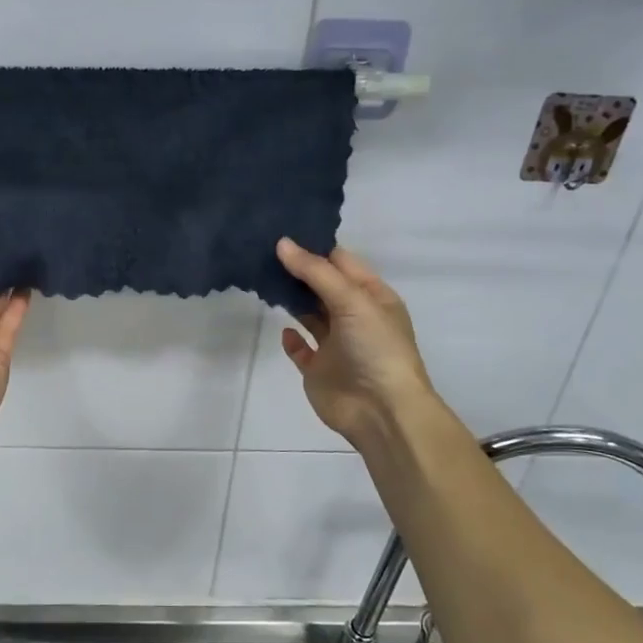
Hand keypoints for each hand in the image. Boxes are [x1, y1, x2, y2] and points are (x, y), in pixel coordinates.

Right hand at [275, 238, 440, 451]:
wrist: (381, 411)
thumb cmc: (375, 348)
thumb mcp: (353, 301)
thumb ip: (316, 272)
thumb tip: (282, 243)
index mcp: (372, 297)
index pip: (341, 262)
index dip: (314, 247)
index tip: (282, 231)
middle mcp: (355, 317)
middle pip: (322, 286)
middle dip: (297, 271)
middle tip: (262, 252)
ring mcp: (336, 344)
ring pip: (309, 314)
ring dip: (291, 300)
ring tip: (262, 279)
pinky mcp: (318, 369)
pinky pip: (300, 349)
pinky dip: (291, 339)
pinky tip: (283, 330)